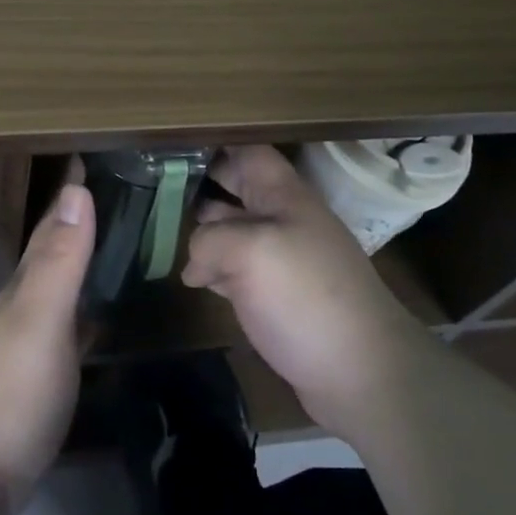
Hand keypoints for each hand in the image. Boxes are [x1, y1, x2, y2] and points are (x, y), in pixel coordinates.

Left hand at [0, 162, 93, 513]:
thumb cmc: (9, 387)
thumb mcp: (40, 318)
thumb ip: (60, 259)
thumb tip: (77, 190)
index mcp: (27, 283)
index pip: (53, 223)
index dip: (72, 191)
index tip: (94, 154)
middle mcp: (28, 302)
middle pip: (57, 249)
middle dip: (82, 218)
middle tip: (119, 187)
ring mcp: (33, 339)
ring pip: (64, 284)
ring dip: (85, 258)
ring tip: (119, 236)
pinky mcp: (43, 373)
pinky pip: (72, 323)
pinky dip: (89, 306)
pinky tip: (103, 309)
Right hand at [185, 145, 416, 441]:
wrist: (361, 372)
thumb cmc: (306, 295)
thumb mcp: (250, 251)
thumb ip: (209, 239)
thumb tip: (195, 263)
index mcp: (283, 195)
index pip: (247, 151)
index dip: (214, 143)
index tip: (171, 143)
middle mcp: (282, 219)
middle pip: (236, 187)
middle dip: (199, 183)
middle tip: (154, 184)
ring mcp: (280, 258)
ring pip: (232, 229)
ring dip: (201, 228)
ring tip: (160, 227)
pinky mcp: (275, 296)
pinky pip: (236, 269)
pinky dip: (212, 268)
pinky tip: (190, 276)